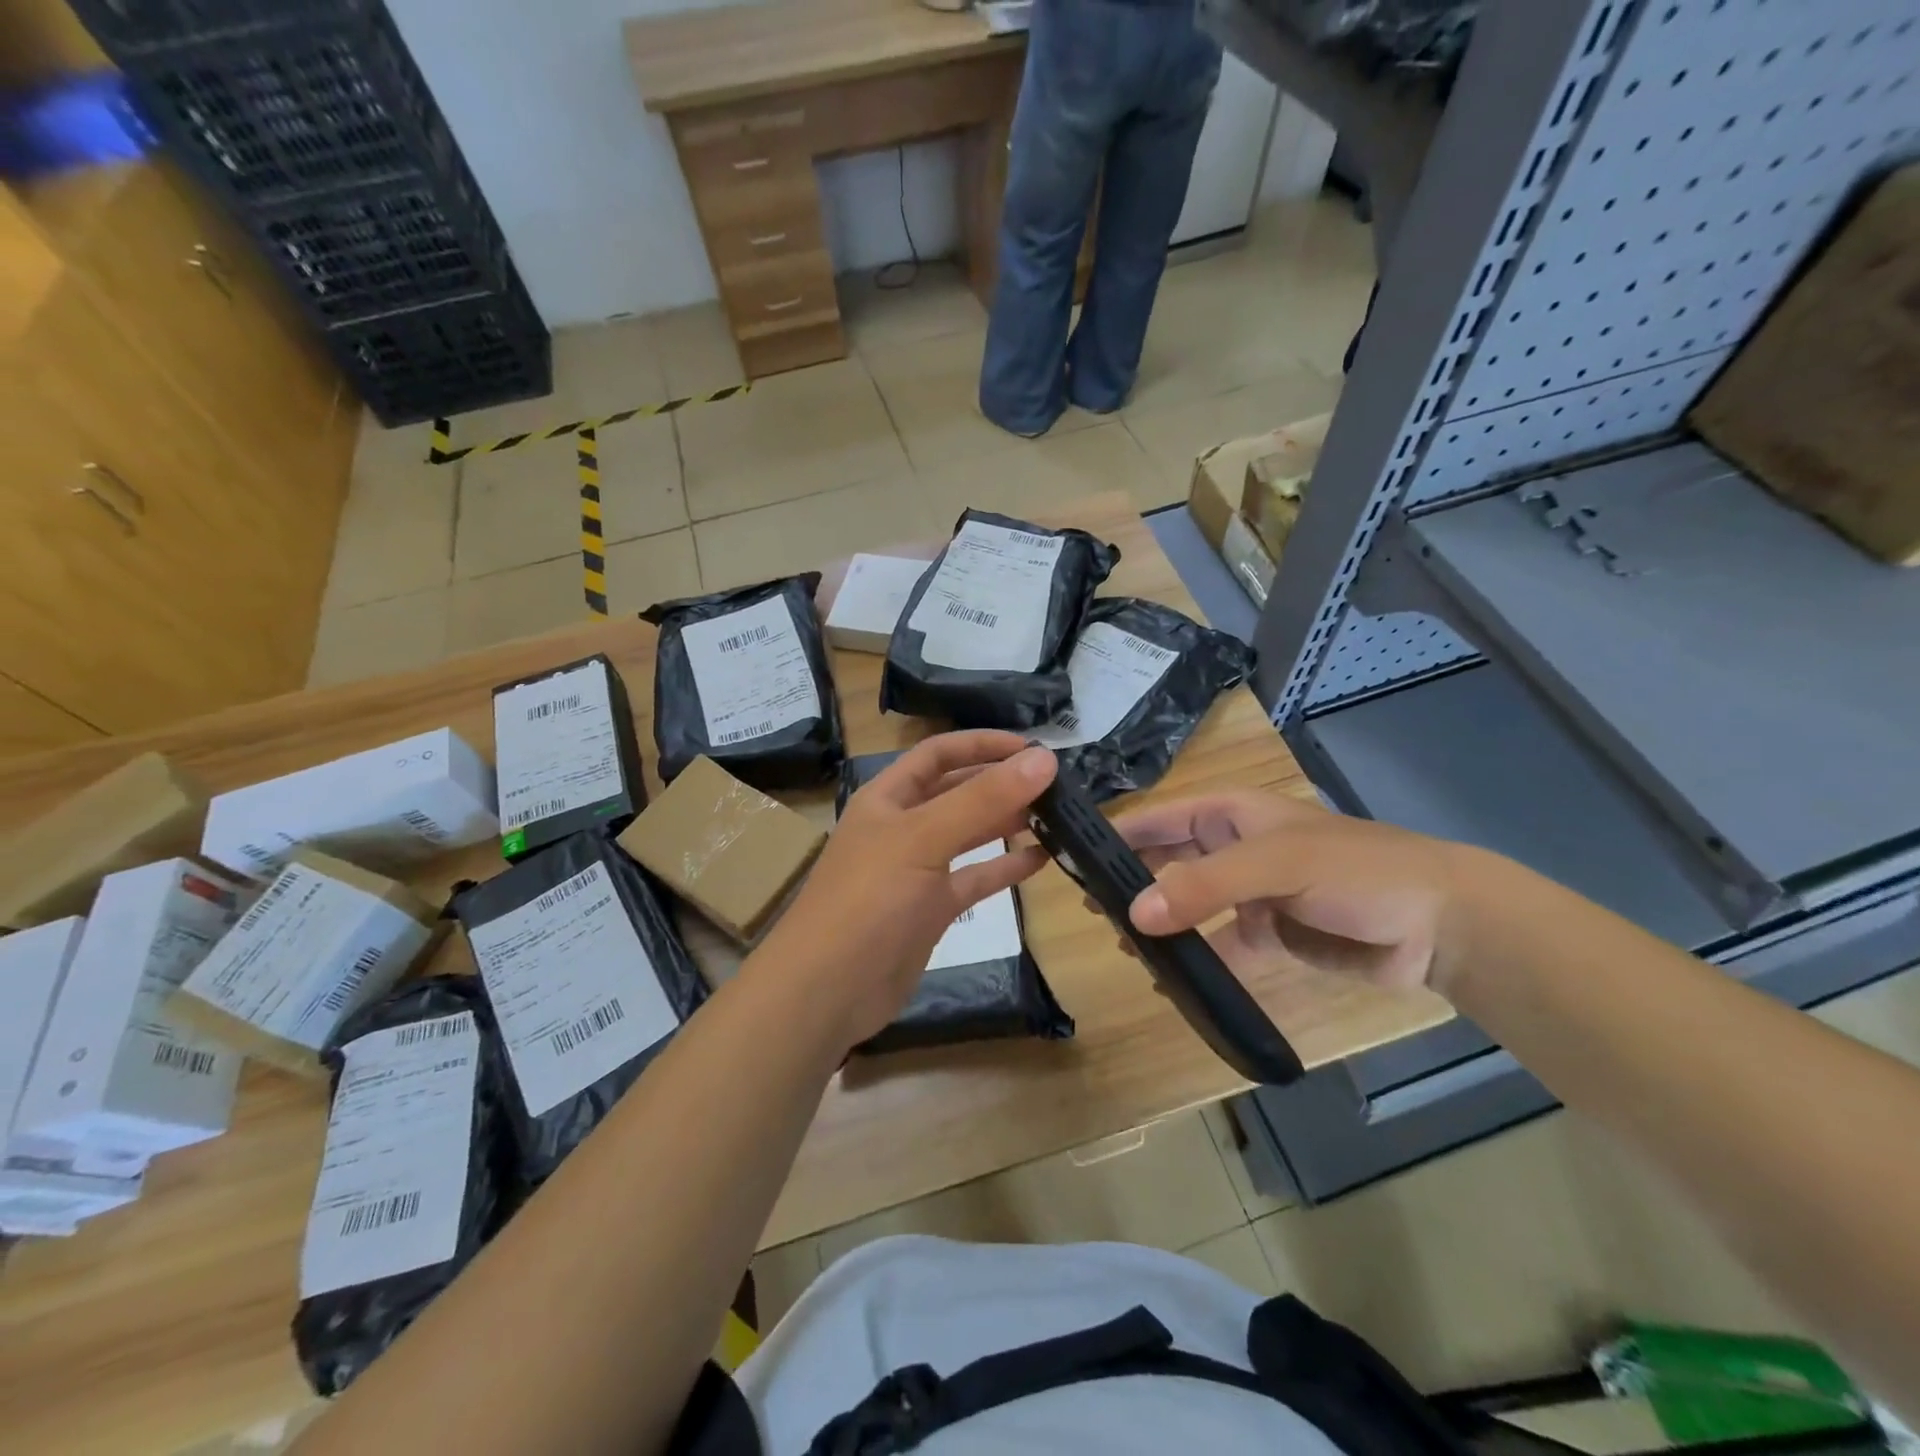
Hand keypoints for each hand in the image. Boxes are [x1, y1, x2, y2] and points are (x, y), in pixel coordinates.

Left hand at [756, 732, 1056, 1049]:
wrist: (828, 990)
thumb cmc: (869, 901)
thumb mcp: (924, 839)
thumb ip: (983, 799)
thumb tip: (1044, 757)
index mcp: (888, 797)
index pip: (939, 753)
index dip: (983, 744)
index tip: (1034, 747)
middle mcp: (902, 826)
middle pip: (957, 791)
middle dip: (1001, 783)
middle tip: (1056, 783)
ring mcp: (917, 870)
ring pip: (969, 835)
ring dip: (1006, 822)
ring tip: (1055, 815)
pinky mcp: (931, 909)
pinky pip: (974, 878)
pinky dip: (1004, 867)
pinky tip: (1041, 859)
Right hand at [1112, 790, 1489, 996]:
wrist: (1438, 924)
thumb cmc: (1354, 869)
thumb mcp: (1276, 863)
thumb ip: (1204, 885)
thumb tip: (1133, 915)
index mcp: (1228, 813)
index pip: (1156, 818)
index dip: (1114, 834)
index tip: (1068, 859)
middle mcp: (1230, 847)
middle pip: (1164, 861)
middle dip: (1129, 883)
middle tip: (1090, 912)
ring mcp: (1247, 893)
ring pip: (1186, 906)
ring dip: (1158, 925)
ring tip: (1123, 948)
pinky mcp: (1265, 934)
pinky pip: (1217, 947)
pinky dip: (1194, 963)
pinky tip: (1170, 983)